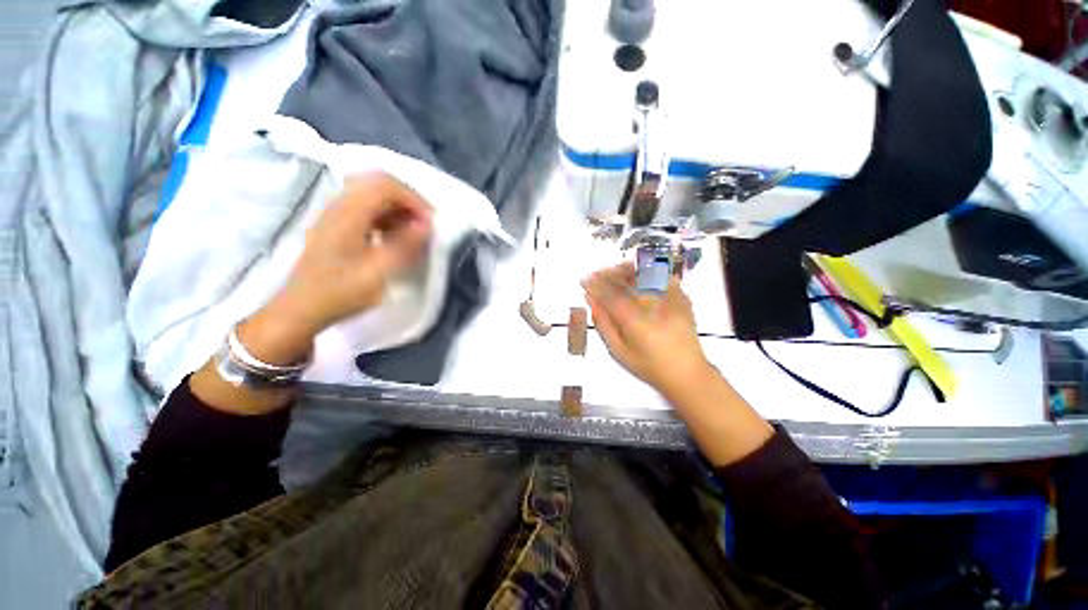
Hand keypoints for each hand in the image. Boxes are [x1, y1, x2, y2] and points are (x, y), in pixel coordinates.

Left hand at [237, 174, 431, 368]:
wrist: (301, 309)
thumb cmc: (340, 292)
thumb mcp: (378, 272)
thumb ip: (404, 245)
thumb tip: (425, 226)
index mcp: (347, 214)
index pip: (385, 185)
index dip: (413, 199)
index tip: (429, 223)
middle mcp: (339, 206)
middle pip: (378, 185)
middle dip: (407, 201)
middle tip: (423, 225)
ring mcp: (334, 215)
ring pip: (372, 196)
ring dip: (397, 210)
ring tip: (412, 233)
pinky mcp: (335, 226)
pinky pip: (365, 210)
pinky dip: (385, 218)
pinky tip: (393, 238)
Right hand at [582, 263, 711, 397]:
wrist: (686, 372)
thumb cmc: (649, 366)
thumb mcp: (619, 351)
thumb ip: (604, 325)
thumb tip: (592, 302)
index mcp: (635, 321)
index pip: (611, 296)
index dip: (595, 285)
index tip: (585, 280)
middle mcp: (653, 307)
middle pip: (627, 281)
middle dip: (608, 274)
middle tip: (596, 274)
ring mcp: (670, 300)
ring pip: (643, 275)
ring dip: (626, 271)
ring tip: (614, 271)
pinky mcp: (682, 299)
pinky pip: (663, 277)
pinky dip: (648, 272)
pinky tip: (638, 273)